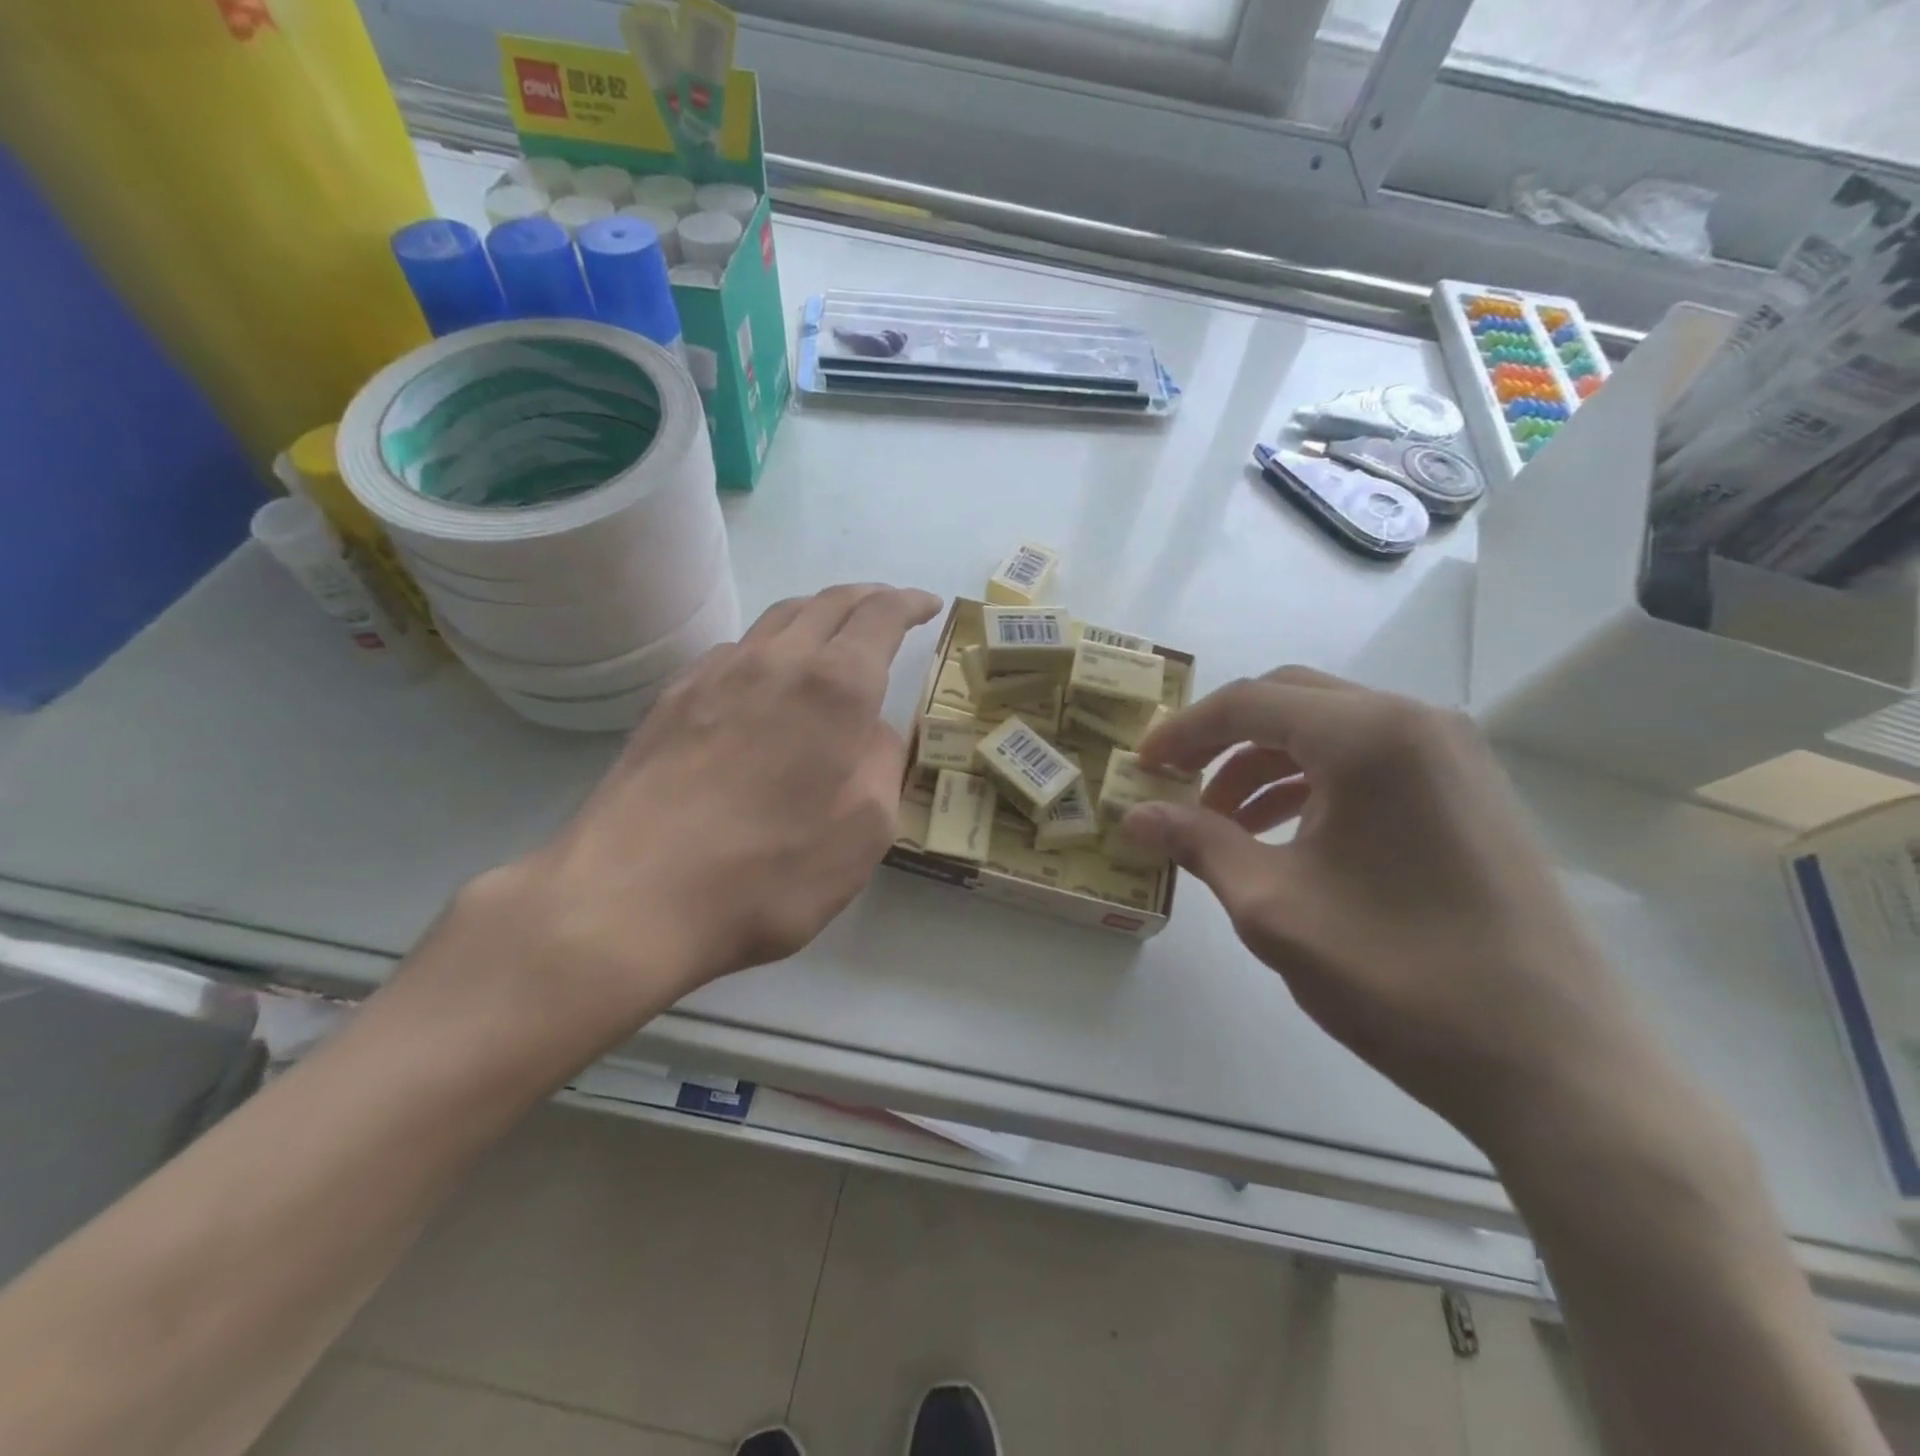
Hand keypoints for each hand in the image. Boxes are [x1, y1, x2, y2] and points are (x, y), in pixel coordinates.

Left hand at [447, 584, 940, 1056]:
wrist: (631, 899)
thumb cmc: (769, 872)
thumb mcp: (864, 832)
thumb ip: (881, 764)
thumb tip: (871, 730)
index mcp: (835, 686)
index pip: (879, 615)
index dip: (908, 603)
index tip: (928, 605)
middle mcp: (775, 661)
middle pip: (827, 601)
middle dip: (867, 598)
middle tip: (890, 608)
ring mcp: (714, 674)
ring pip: (776, 619)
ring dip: (816, 616)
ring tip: (833, 636)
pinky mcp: (671, 699)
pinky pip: (734, 651)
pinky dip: (769, 648)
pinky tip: (767, 680)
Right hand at [1125, 668, 1664, 1150]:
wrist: (1554, 1062)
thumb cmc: (1398, 975)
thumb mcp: (1273, 907)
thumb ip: (1198, 844)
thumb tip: (1135, 816)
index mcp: (1367, 737)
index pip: (1249, 703)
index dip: (1183, 731)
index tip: (1140, 766)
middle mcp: (1415, 722)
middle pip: (1290, 699)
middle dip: (1222, 738)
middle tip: (1175, 783)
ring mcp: (1452, 754)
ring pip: (1330, 729)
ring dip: (1265, 762)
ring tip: (1222, 822)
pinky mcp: (1469, 791)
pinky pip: (1370, 760)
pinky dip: (1313, 781)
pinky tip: (1286, 834)